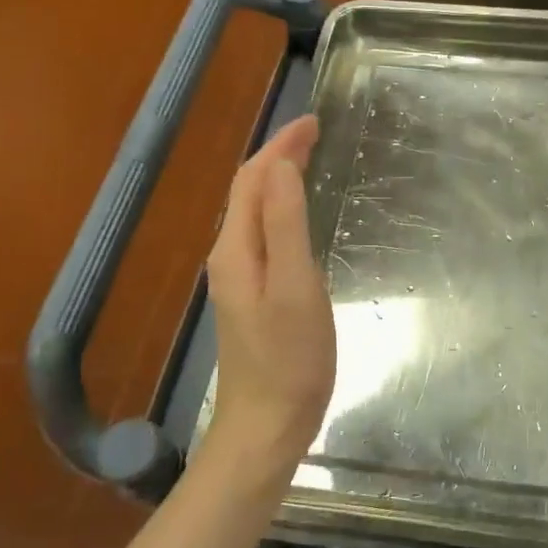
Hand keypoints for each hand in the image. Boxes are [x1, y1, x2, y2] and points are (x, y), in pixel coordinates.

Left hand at [204, 115, 335, 480]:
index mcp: (237, 249)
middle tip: (317, 133)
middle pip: (250, 191)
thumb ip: (286, 224)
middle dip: (279, 156)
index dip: (280, 145)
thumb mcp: (294, 286)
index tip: (315, 121)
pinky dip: (282, 208)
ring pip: (256, 212)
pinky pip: (265, 234)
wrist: (267, 425)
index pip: (253, 179)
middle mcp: (231, 257)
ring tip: (310, 160)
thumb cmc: (289, 358)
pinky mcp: (254, 297)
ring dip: (279, 179)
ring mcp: (240, 279)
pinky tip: (301, 215)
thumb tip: (282, 166)